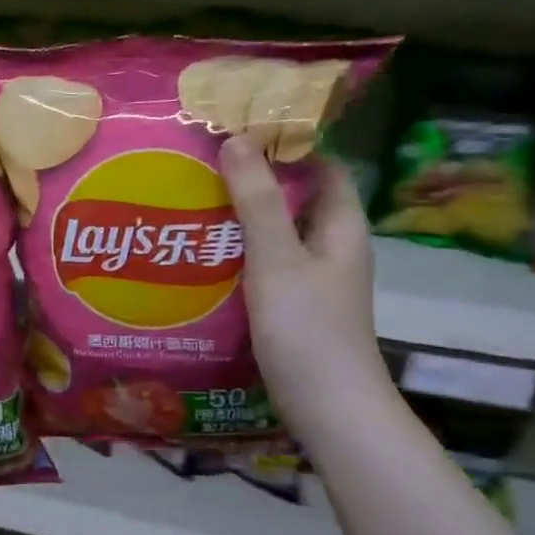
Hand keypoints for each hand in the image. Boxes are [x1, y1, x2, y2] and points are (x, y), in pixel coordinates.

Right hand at [219, 135, 393, 435]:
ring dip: (241, 219)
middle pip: (294, 199)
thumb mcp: (277, 258)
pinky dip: (238, 255)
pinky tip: (202, 257)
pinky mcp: (293, 307)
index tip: (240, 129)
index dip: (288, 144)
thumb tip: (236, 139)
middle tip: (203, 166)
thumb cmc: (307, 327)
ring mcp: (313, 280)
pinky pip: (265, 266)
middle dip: (254, 181)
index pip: (321, 167)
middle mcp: (331, 247)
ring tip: (193, 204)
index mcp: (341, 226)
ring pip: (276, 235)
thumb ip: (256, 201)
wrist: (327, 405)